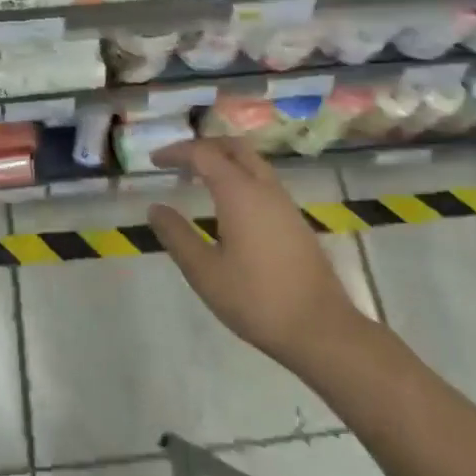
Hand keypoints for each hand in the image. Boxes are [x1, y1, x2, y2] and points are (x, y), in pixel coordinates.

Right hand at [147, 137, 365, 374]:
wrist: (321, 329)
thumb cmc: (257, 300)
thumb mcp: (205, 272)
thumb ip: (177, 236)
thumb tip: (155, 208)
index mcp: (239, 193)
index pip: (203, 154)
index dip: (176, 152)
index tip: (154, 161)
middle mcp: (264, 187)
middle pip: (233, 147)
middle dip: (203, 146)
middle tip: (178, 161)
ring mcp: (284, 202)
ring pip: (252, 161)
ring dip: (224, 159)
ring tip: (198, 179)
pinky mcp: (295, 219)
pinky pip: (263, 179)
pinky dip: (239, 175)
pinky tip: (228, 204)